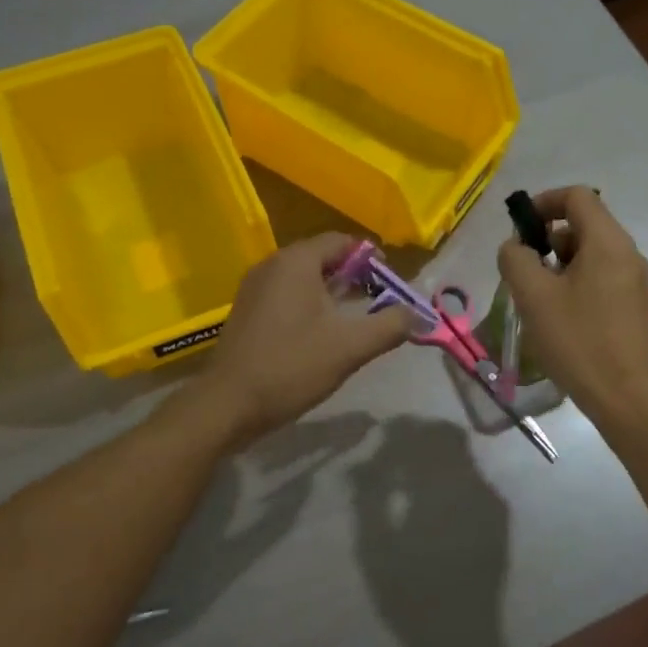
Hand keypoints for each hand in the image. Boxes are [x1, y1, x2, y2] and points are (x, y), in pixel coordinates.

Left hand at [197, 233, 418, 447]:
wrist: (228, 405)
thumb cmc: (292, 367)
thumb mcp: (351, 347)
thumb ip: (390, 326)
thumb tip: (419, 314)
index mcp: (296, 262)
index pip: (343, 242)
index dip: (372, 259)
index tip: (392, 284)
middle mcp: (272, 265)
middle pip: (323, 257)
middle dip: (355, 277)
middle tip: (380, 303)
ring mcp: (255, 288)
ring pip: (305, 278)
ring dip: (333, 293)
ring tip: (356, 320)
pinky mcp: (247, 311)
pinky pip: (287, 295)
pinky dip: (311, 305)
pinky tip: (323, 334)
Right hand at [496, 187, 647, 422]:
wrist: (627, 397)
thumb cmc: (578, 340)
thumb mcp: (534, 296)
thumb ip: (516, 259)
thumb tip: (517, 247)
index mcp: (608, 242)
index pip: (577, 197)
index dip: (543, 203)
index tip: (519, 231)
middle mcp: (627, 253)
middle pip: (583, 225)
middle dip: (547, 241)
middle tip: (523, 274)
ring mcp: (635, 281)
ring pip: (590, 254)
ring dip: (558, 266)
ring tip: (538, 301)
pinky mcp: (634, 306)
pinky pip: (600, 278)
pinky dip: (575, 284)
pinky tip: (559, 318)